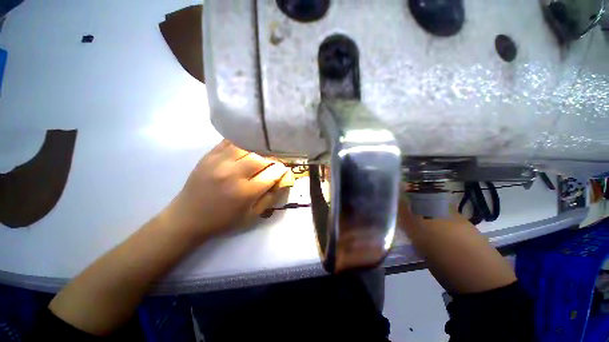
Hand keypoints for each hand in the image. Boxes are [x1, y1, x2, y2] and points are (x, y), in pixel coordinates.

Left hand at [165, 140, 291, 242]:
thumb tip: (283, 181)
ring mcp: (219, 162)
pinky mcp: (208, 156)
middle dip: (271, 160)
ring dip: (257, 151)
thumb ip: (270, 197)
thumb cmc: (223, 220)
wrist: (188, 217)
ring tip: (259, 155)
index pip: (272, 174)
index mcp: (245, 192)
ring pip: (246, 147)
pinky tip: (245, 148)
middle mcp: (233, 174)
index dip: (281, 170)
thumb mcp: (251, 215)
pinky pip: (229, 142)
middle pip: (260, 158)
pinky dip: (241, 143)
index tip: (283, 170)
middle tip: (272, 163)